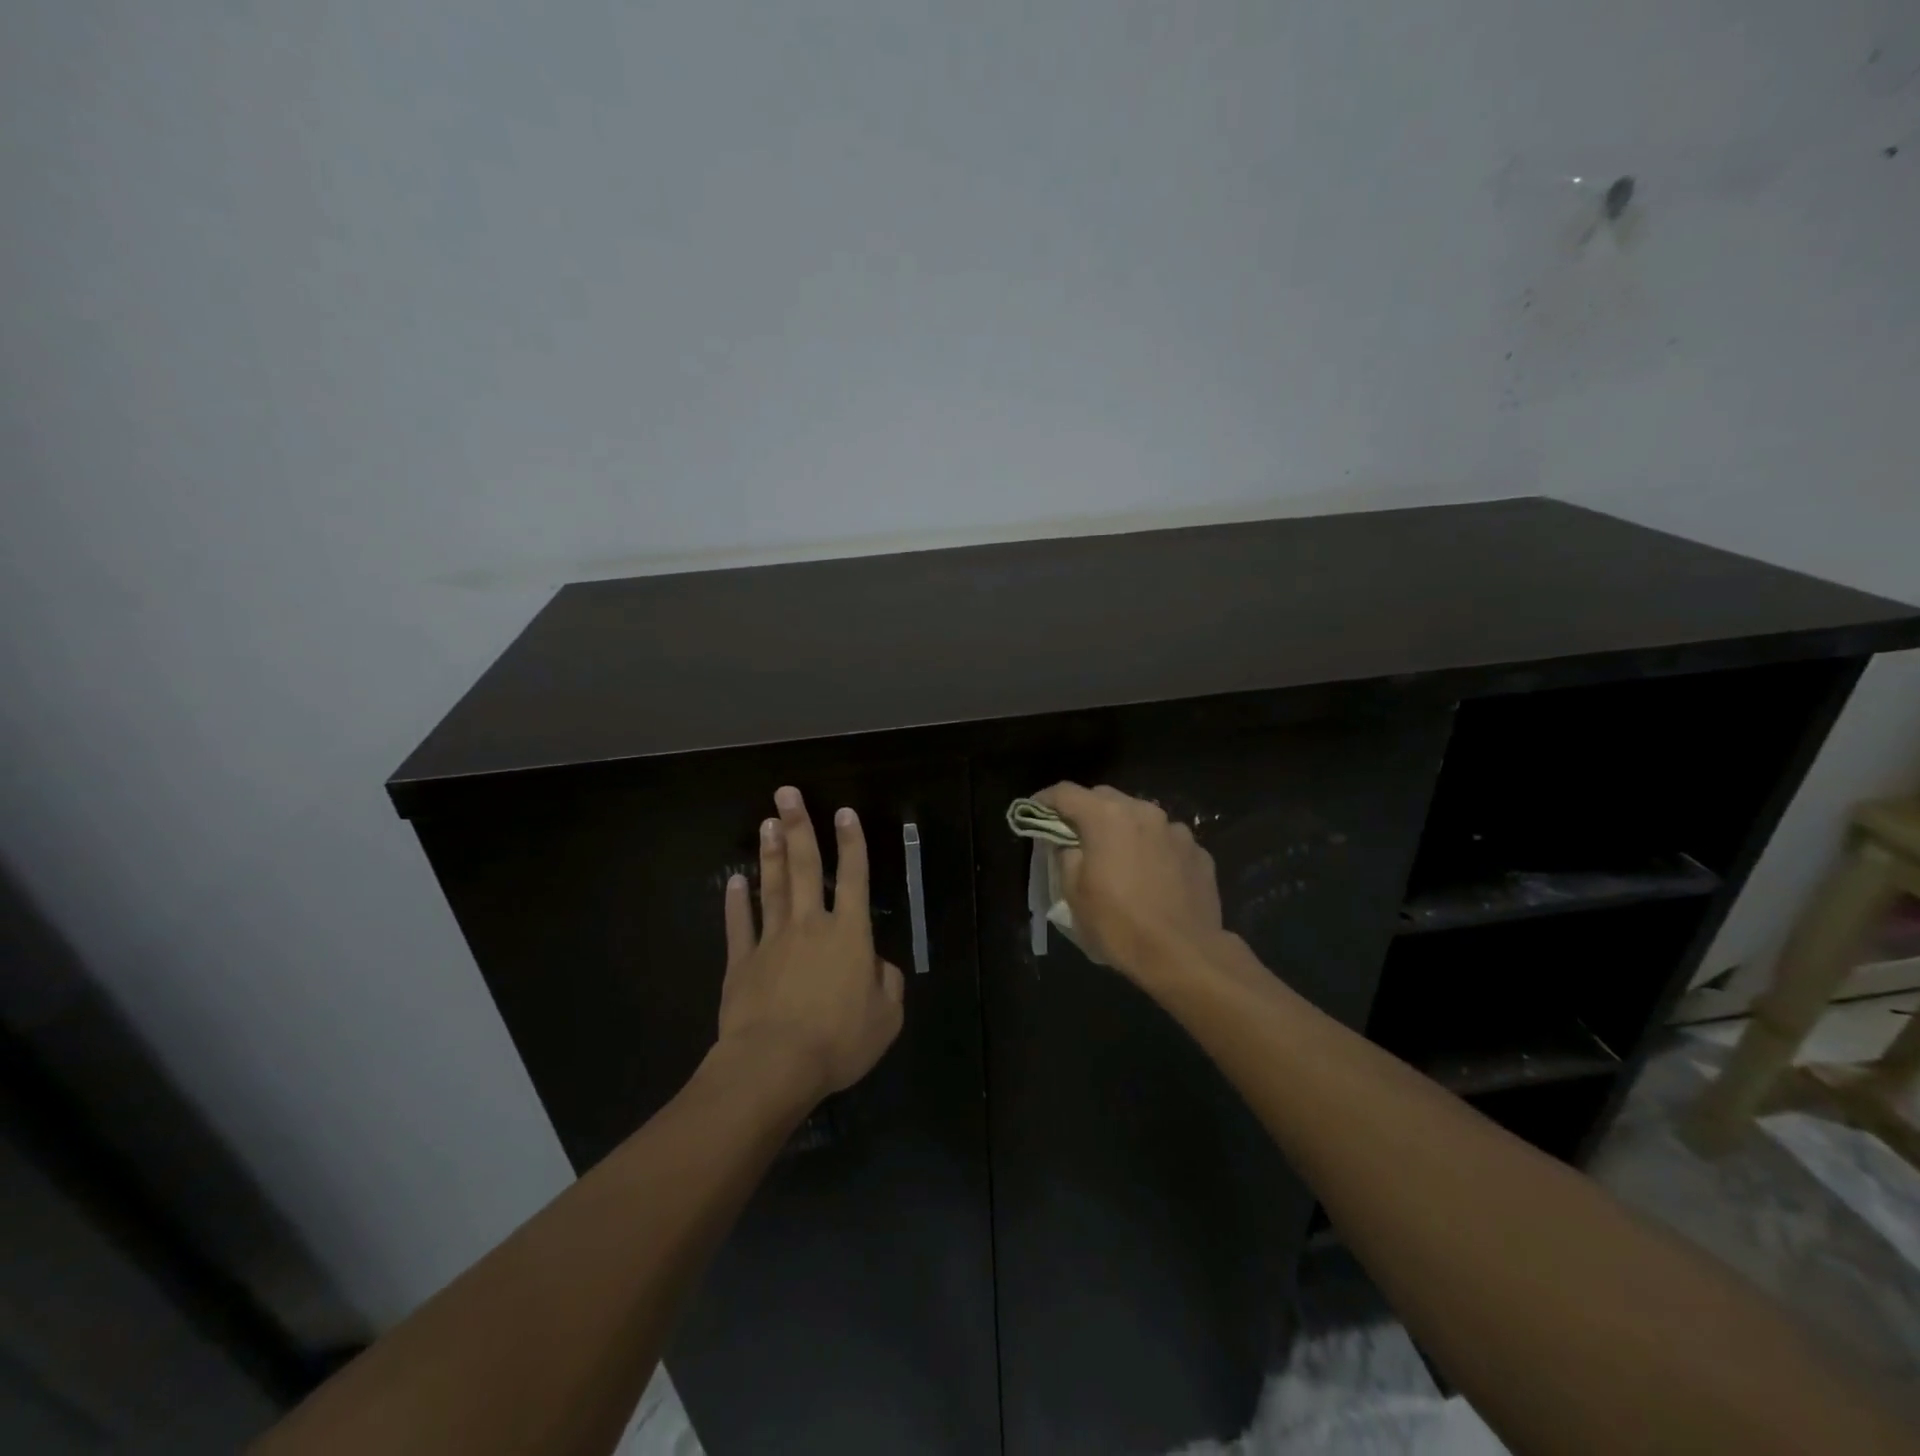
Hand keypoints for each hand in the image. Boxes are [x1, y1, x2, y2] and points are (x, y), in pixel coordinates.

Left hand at [718, 786, 904, 1101]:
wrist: (774, 1065)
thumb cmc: (839, 1040)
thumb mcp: (887, 1018)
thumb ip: (888, 983)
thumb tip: (877, 965)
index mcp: (849, 934)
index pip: (854, 878)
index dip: (851, 843)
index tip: (844, 812)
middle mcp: (810, 925)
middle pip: (804, 867)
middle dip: (799, 827)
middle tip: (787, 793)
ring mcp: (772, 940)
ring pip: (772, 887)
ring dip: (771, 853)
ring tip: (767, 822)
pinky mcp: (742, 962)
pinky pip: (740, 925)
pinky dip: (736, 902)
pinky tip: (735, 881)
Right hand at [1034, 782, 1224, 977]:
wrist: (1185, 955)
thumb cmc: (1119, 924)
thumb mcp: (1074, 894)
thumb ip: (1066, 857)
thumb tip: (1070, 845)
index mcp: (1107, 817)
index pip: (1066, 793)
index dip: (1044, 800)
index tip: (1033, 811)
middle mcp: (1143, 812)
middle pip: (1105, 798)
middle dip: (1086, 812)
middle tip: (1075, 836)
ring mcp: (1176, 831)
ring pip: (1140, 817)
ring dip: (1123, 829)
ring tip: (1118, 857)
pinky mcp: (1199, 852)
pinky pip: (1166, 841)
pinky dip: (1152, 849)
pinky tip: (1151, 877)